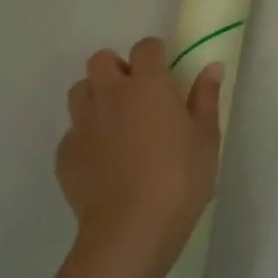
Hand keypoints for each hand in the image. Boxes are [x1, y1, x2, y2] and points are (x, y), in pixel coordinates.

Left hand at [57, 37, 223, 276]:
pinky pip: (73, 132)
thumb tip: (211, 67)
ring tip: (117, 121)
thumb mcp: (206, 137)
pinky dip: (87, 136)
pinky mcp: (65, 155)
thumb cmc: (180, 177)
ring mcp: (82, 125)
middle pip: (101, 60)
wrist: (131, 229)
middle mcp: (109, 95)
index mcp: (146, 85)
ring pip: (80, 91)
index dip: (156, 54)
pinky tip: (105, 160)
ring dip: (96, 96)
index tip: (167, 71)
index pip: (146, 47)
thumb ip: (206, 97)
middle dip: (117, 69)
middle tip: (138, 94)